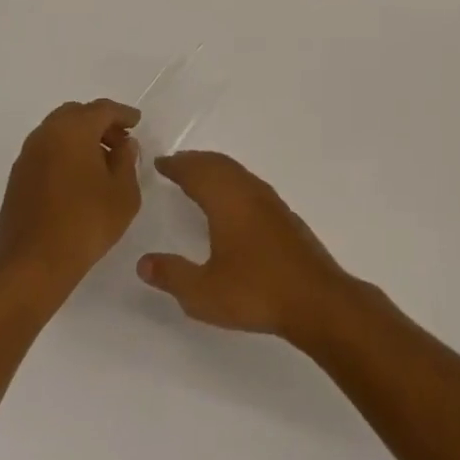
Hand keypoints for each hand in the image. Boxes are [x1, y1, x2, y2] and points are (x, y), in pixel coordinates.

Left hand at [0, 98, 141, 299]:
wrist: (30, 266)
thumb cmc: (85, 223)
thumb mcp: (124, 193)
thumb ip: (127, 161)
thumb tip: (123, 145)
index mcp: (73, 130)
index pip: (103, 109)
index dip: (123, 114)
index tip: (137, 123)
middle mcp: (46, 135)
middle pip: (76, 114)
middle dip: (100, 122)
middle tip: (120, 141)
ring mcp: (27, 157)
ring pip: (58, 132)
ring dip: (81, 138)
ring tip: (102, 162)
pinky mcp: (17, 179)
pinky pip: (47, 151)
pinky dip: (65, 153)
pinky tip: (80, 178)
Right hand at [136, 151, 356, 344]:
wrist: (315, 298)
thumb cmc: (255, 292)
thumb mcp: (203, 292)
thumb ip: (172, 275)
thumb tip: (144, 262)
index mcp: (228, 202)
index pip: (198, 173)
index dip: (177, 165)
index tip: (160, 162)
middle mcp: (250, 193)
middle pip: (220, 165)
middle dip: (196, 161)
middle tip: (176, 164)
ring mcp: (271, 202)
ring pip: (238, 173)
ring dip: (216, 169)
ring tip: (199, 177)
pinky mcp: (285, 216)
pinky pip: (251, 184)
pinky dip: (232, 181)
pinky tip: (232, 201)